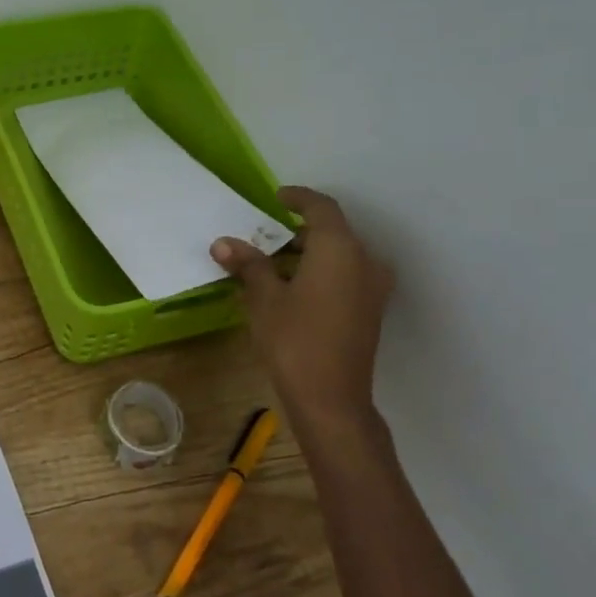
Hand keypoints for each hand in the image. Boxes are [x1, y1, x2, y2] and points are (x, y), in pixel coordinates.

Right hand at [213, 186, 392, 422]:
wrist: (331, 399)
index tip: (276, 197)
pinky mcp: (370, 311)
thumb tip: (223, 243)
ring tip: (272, 264)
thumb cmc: (294, 340)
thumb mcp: (264, 298)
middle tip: (264, 237)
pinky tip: (292, 289)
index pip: (321, 208)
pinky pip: (345, 276)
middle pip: (332, 232)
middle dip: (298, 231)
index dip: (298, 198)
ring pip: (340, 256)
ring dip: (309, 254)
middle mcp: (364, 261)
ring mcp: (372, 288)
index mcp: (340, 249)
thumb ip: (249, 265)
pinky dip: (321, 272)